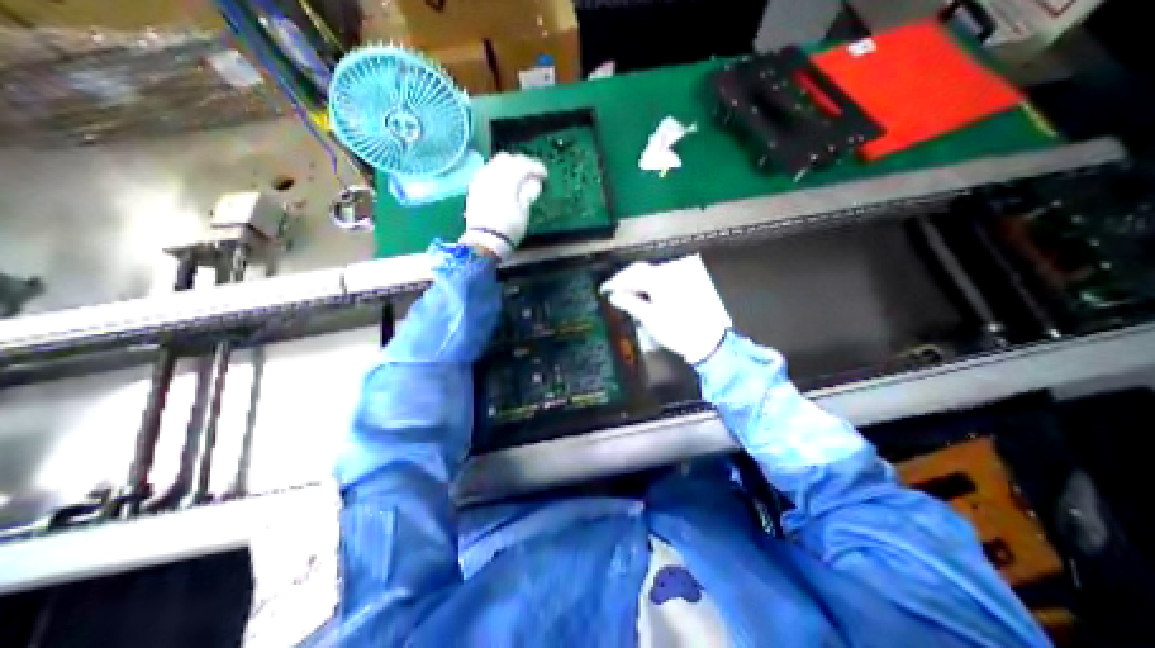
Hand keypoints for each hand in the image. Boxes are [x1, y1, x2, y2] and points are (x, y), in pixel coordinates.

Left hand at [457, 151, 546, 260]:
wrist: (484, 241)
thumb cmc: (509, 229)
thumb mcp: (524, 212)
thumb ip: (529, 192)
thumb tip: (534, 181)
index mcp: (507, 180)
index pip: (524, 165)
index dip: (536, 168)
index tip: (545, 175)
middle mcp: (492, 175)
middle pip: (508, 159)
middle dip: (521, 164)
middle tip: (531, 174)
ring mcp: (480, 180)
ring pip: (495, 163)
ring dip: (508, 167)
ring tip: (517, 178)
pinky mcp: (474, 187)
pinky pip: (486, 171)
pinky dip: (496, 172)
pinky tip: (502, 182)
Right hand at [602, 261, 725, 364]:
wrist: (706, 340)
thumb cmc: (676, 329)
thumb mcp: (649, 318)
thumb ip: (630, 303)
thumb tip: (614, 295)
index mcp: (658, 280)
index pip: (631, 274)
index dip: (615, 281)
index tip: (603, 289)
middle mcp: (667, 274)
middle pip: (640, 270)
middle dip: (624, 279)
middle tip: (612, 290)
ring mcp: (676, 280)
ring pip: (649, 274)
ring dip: (634, 281)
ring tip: (623, 293)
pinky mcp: (681, 287)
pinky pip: (657, 280)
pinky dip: (645, 285)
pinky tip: (641, 295)